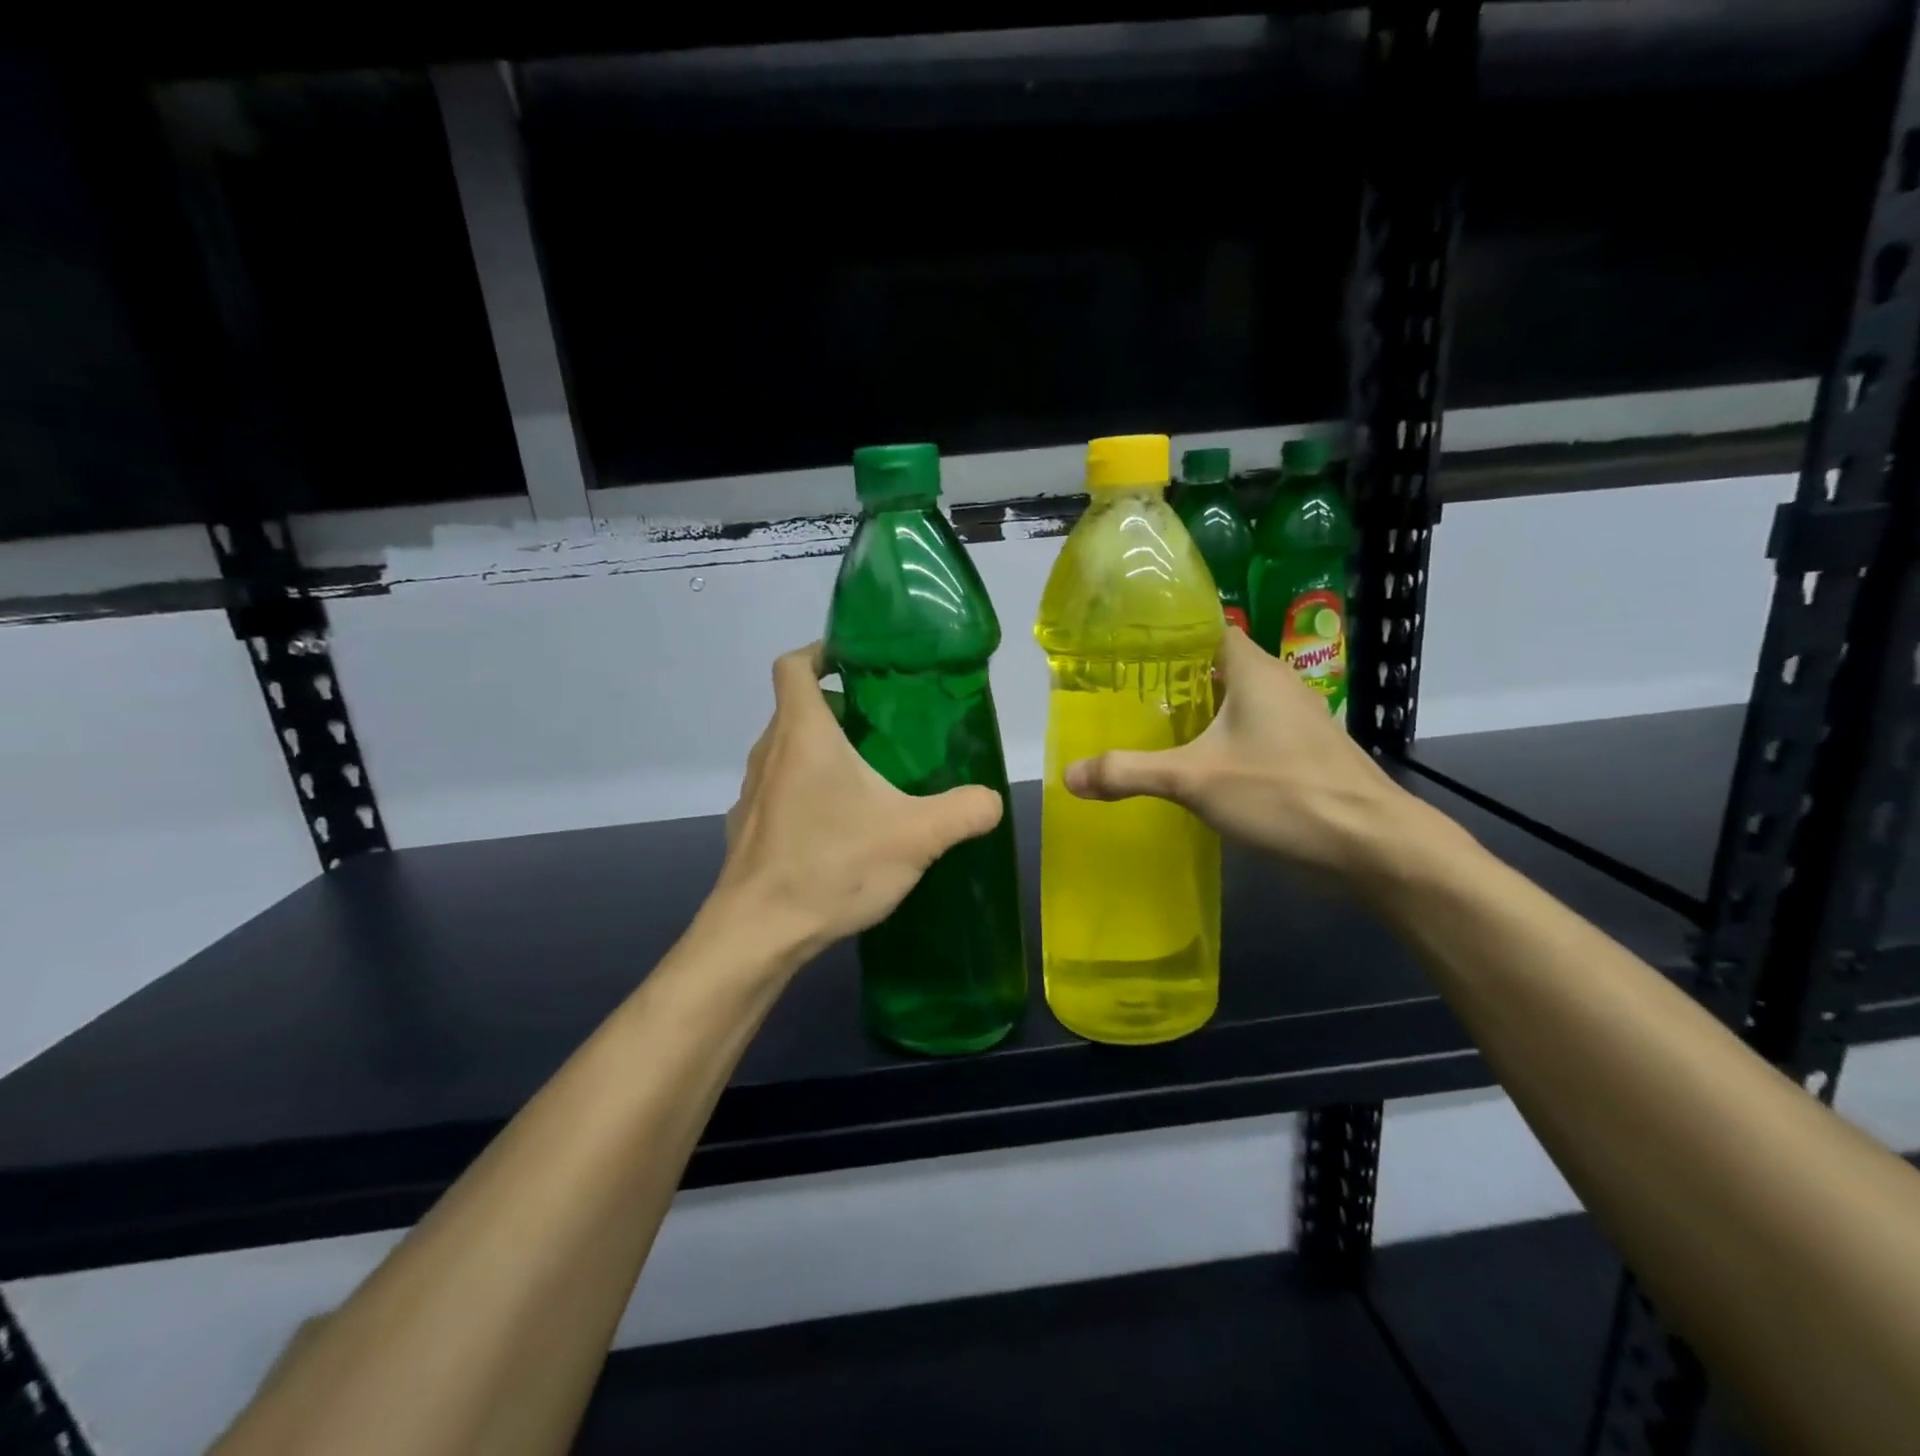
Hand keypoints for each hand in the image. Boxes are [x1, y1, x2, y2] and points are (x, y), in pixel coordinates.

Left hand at [710, 644, 1004, 959]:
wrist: (758, 933)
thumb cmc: (832, 865)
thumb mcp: (916, 836)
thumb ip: (964, 811)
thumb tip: (992, 799)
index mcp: (803, 733)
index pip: (794, 665)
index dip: (820, 651)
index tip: (855, 663)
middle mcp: (769, 752)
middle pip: (796, 709)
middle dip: (837, 709)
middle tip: (883, 729)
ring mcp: (752, 792)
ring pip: (786, 752)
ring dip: (821, 754)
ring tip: (867, 780)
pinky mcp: (746, 828)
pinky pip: (779, 791)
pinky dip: (805, 793)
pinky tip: (837, 831)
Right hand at [1064, 627, 1439, 883]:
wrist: (1372, 846)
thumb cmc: (1283, 793)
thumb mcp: (1194, 781)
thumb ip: (1130, 773)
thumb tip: (1069, 774)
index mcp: (1254, 671)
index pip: (1206, 628)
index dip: (1167, 634)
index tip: (1124, 649)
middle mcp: (1278, 685)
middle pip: (1216, 667)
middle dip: (1173, 679)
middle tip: (1123, 694)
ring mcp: (1296, 721)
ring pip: (1235, 703)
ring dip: (1198, 713)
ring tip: (1148, 727)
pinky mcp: (1304, 754)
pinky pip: (1251, 733)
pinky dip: (1220, 741)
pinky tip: (1193, 766)